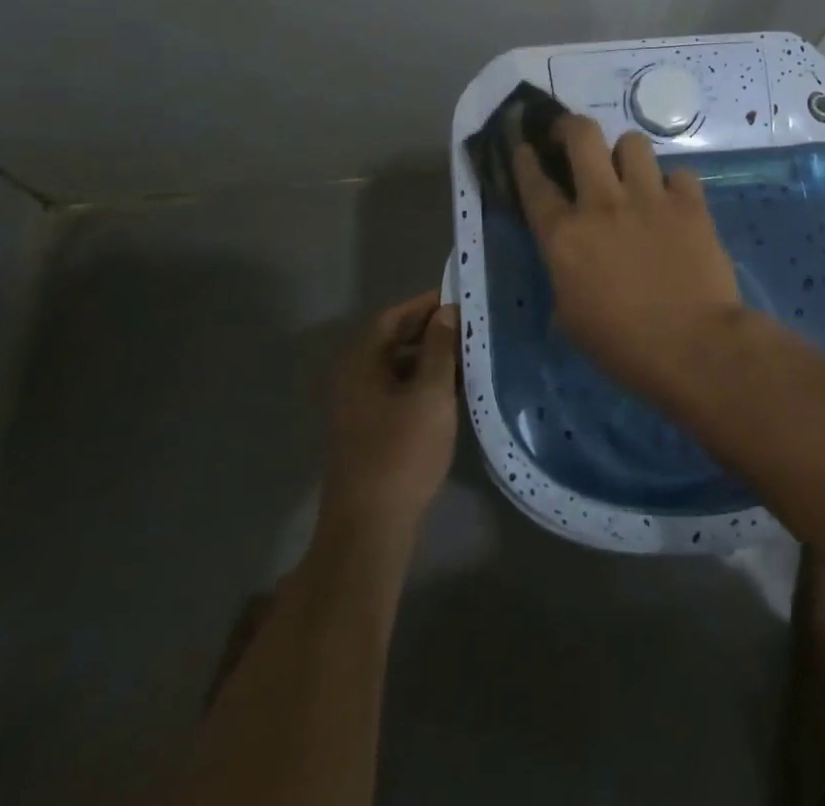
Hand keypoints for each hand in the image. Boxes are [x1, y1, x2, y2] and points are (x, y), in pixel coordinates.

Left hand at [318, 292, 459, 550]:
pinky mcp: (371, 431)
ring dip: (431, 357)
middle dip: (431, 329)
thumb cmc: (402, 451)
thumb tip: (446, 311)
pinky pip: (399, 391)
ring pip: (398, 367)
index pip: (393, 316)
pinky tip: (454, 390)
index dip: (425, 304)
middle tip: (470, 324)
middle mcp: (354, 379)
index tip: (460, 297)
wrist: (371, 527)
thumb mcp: (430, 394)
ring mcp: (360, 407)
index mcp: (362, 363)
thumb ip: (440, 348)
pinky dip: (424, 383)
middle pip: (394, 340)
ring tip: (470, 354)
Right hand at [513, 117, 743, 394]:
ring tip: (630, 172)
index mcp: (564, 236)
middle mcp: (602, 204)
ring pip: (632, 142)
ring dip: (626, 154)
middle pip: (582, 135)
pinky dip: (673, 185)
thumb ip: (564, 278)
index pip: (535, 184)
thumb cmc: (623, 346)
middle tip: (572, 137)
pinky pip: (679, 173)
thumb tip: (571, 263)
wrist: (694, 347)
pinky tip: (673, 202)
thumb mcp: (571, 319)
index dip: (525, 160)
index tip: (524, 147)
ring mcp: (649, 198)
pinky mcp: (689, 203)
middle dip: (571, 126)